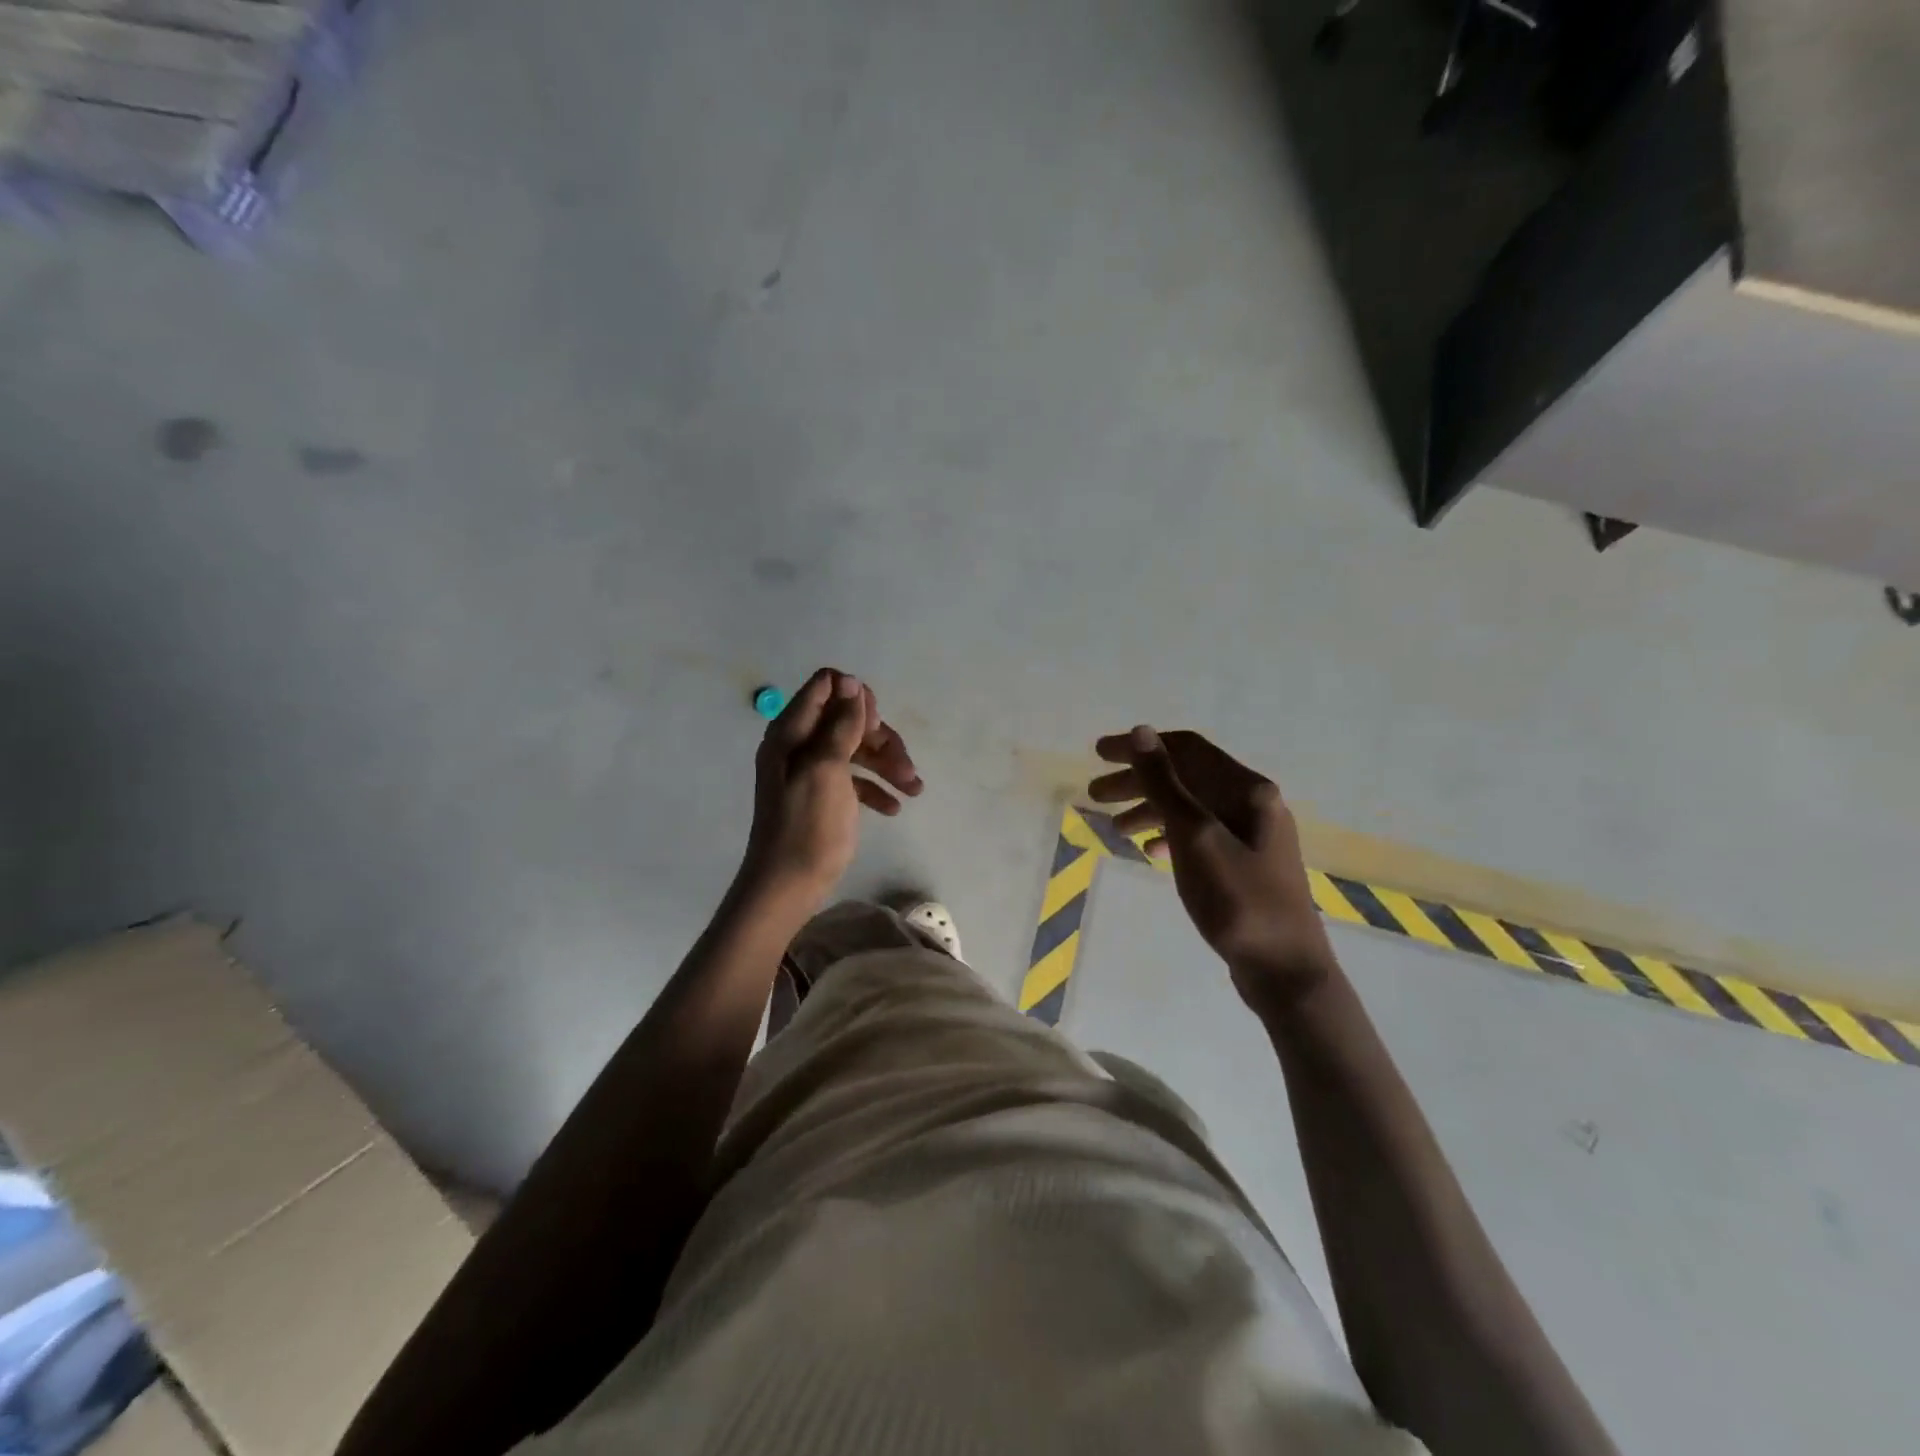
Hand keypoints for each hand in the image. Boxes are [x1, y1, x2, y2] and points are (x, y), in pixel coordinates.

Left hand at [743, 668, 922, 906]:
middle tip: (904, 766)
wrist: (788, 886)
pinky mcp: (825, 796)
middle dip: (881, 738)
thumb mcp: (826, 770)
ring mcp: (813, 771)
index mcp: (792, 732)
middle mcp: (800, 745)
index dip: (856, 697)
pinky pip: (856, 779)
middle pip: (849, 719)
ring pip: (858, 749)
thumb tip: (851, 681)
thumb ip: (840, 725)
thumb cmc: (807, 826)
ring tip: (914, 790)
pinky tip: (894, 808)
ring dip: (888, 765)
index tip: (875, 725)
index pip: (826, 686)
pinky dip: (877, 788)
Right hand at [1089, 726, 1334, 1017]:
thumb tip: (1142, 732)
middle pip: (1186, 777)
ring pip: (1190, 808)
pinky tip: (1149, 851)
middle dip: (1138, 781)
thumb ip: (1165, 783)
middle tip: (1093, 793)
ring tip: (1113, 828)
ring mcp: (1251, 834)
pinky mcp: (1245, 863)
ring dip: (1150, 809)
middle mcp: (1252, 803)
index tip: (1097, 754)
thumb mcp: (1194, 835)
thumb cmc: (1238, 899)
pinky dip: (1170, 836)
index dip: (1139, 747)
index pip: (1185, 748)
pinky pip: (1199, 835)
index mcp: (1247, 789)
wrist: (1284, 970)